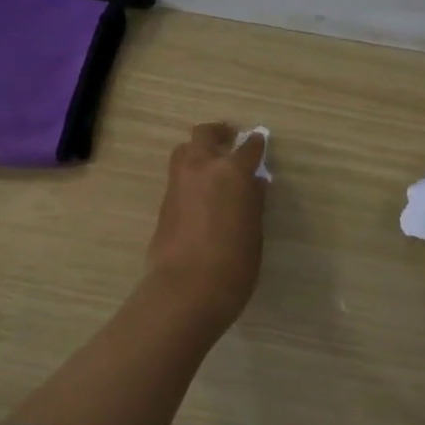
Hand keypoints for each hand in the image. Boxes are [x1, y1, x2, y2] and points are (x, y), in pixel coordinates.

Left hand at [145, 123, 267, 321]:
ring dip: (198, 151)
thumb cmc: (234, 263)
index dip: (256, 144)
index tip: (260, 143)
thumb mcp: (254, 231)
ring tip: (212, 167)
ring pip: (184, 151)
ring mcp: (178, 184)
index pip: (248, 146)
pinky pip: (178, 177)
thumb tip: (254, 184)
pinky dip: (190, 176)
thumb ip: (253, 202)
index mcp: (231, 171)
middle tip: (230, 140)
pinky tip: (201, 195)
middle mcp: (201, 168)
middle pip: (205, 134)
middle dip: (219, 134)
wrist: (185, 290)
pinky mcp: (163, 203)